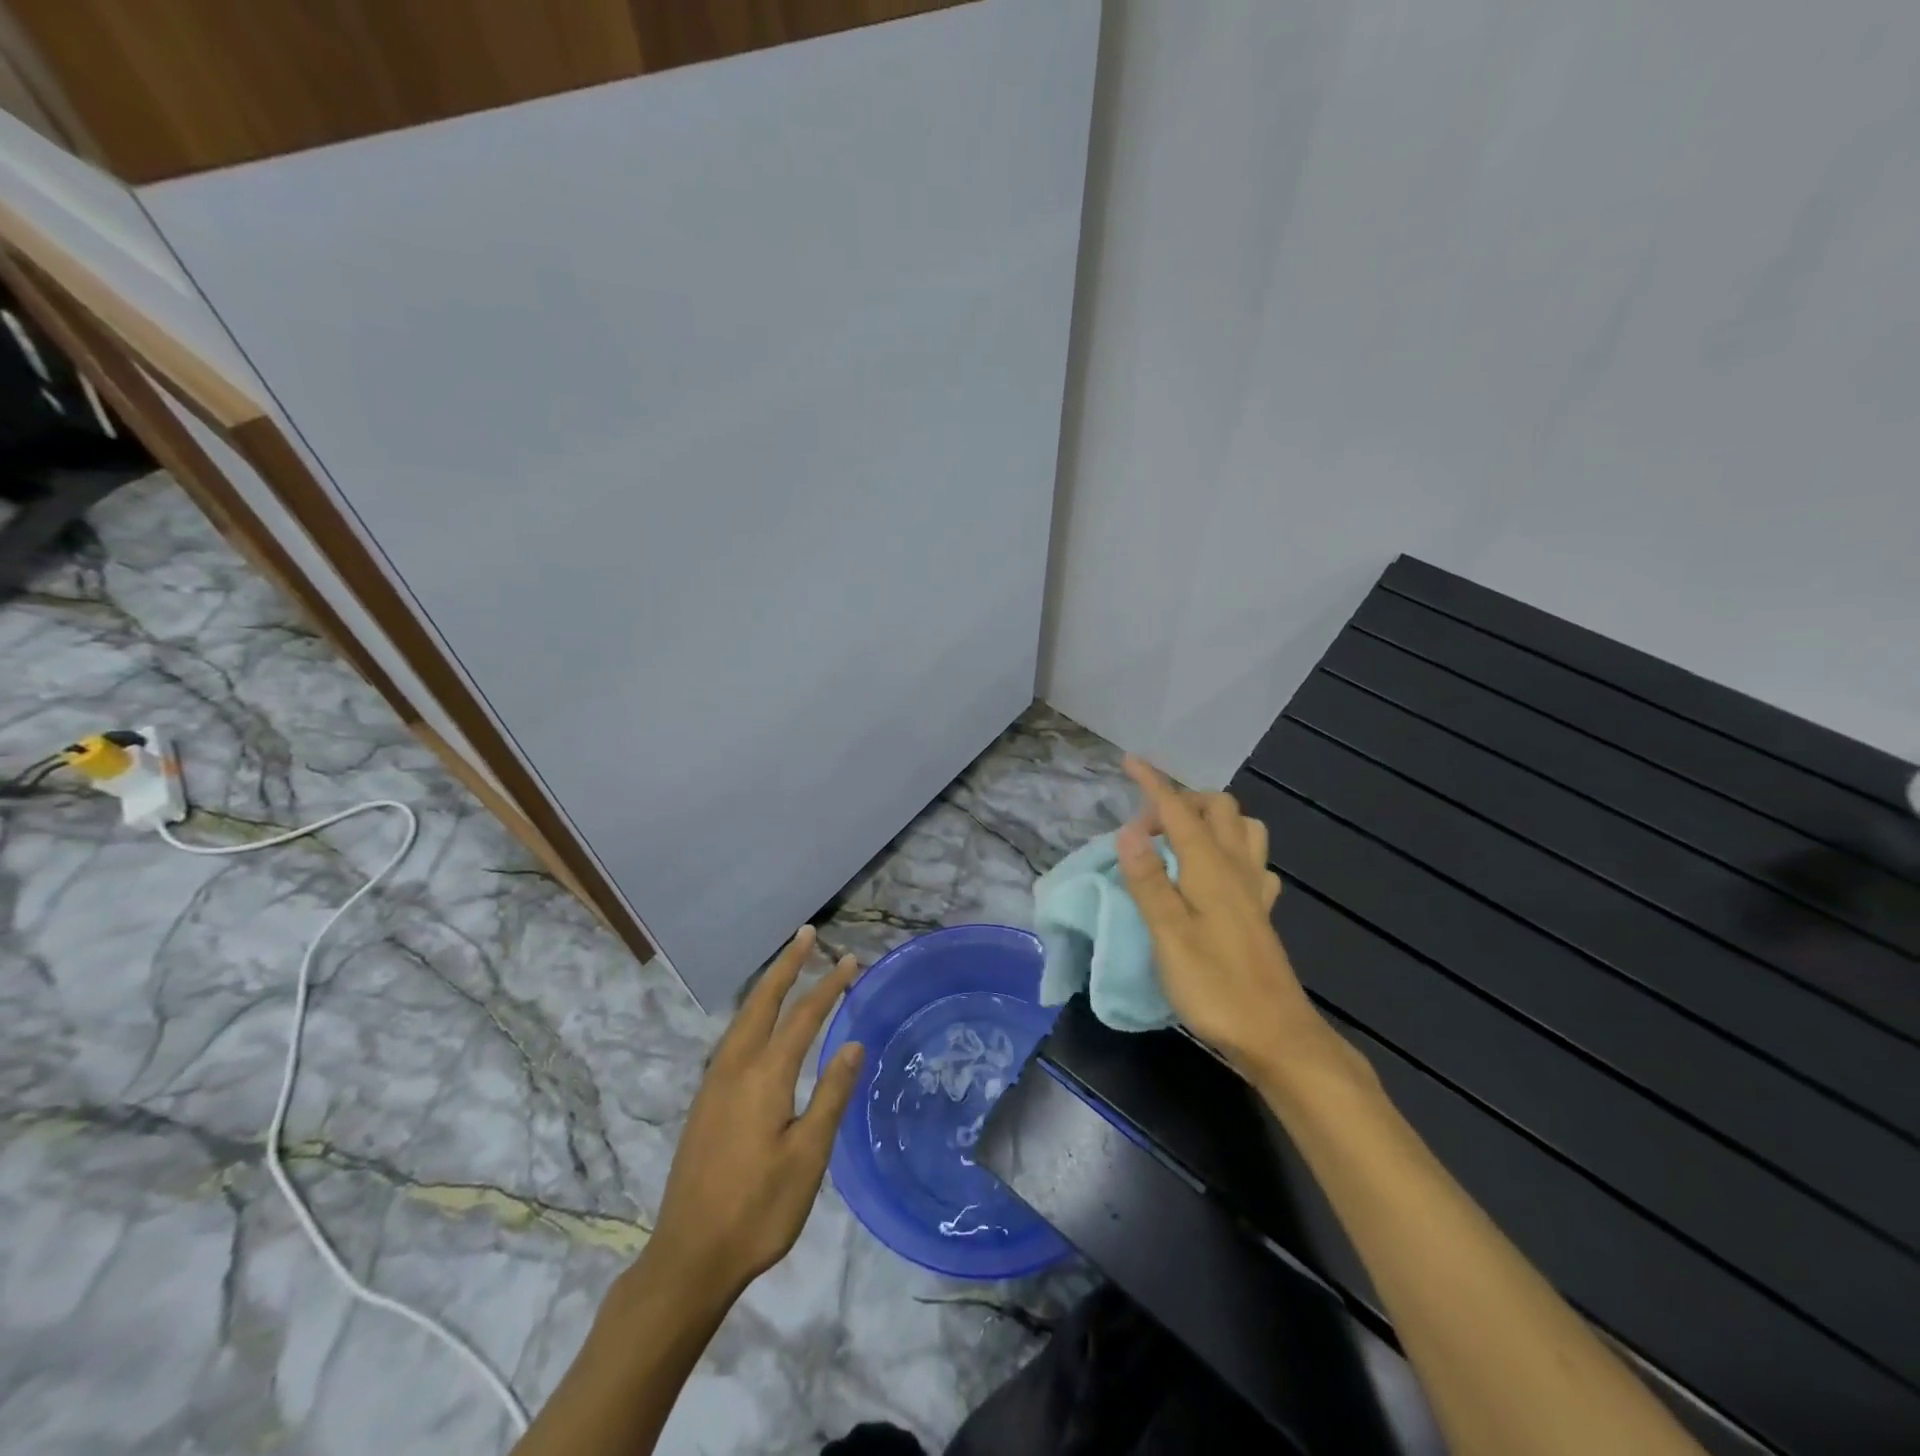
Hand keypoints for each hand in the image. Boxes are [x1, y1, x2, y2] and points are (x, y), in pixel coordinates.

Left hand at [642, 926, 864, 1303]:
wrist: (688, 1258)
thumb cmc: (757, 1210)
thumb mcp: (807, 1157)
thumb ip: (830, 1095)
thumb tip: (852, 1044)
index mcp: (763, 1077)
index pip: (803, 1017)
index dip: (828, 986)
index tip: (851, 960)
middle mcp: (734, 1068)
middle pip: (762, 1002)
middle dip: (787, 965)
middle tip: (808, 935)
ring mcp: (714, 1084)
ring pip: (744, 1017)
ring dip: (768, 986)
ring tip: (789, 965)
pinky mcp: (706, 1102)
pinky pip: (734, 1038)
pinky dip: (754, 1012)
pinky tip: (760, 1022)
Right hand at [1115, 756, 1338, 1082]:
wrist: (1276, 1035)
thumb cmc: (1215, 985)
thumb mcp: (1168, 934)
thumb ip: (1148, 880)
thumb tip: (1128, 831)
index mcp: (1210, 867)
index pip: (1178, 810)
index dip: (1153, 783)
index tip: (1130, 761)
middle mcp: (1236, 867)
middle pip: (1218, 807)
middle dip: (1181, 800)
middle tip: (1147, 829)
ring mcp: (1254, 889)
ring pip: (1242, 828)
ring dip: (1211, 820)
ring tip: (1179, 841)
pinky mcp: (1260, 912)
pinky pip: (1252, 861)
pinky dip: (1231, 851)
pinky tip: (1215, 874)